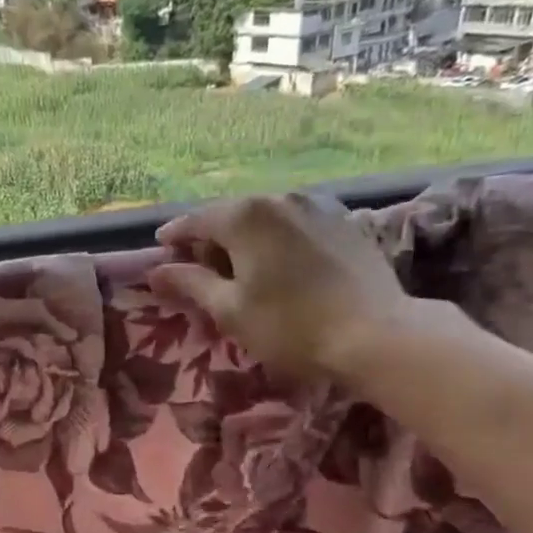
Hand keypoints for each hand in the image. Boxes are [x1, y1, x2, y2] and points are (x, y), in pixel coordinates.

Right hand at [149, 193, 438, 384]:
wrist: (376, 333)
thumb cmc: (290, 326)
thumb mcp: (230, 310)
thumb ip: (190, 283)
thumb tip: (156, 270)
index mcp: (245, 215)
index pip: (195, 221)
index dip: (173, 239)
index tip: (161, 254)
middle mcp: (279, 198)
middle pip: (231, 215)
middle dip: (211, 240)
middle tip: (200, 271)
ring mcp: (316, 205)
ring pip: (265, 219)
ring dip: (246, 240)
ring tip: (241, 270)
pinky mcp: (344, 221)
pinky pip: (295, 225)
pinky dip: (278, 241)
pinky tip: (281, 267)